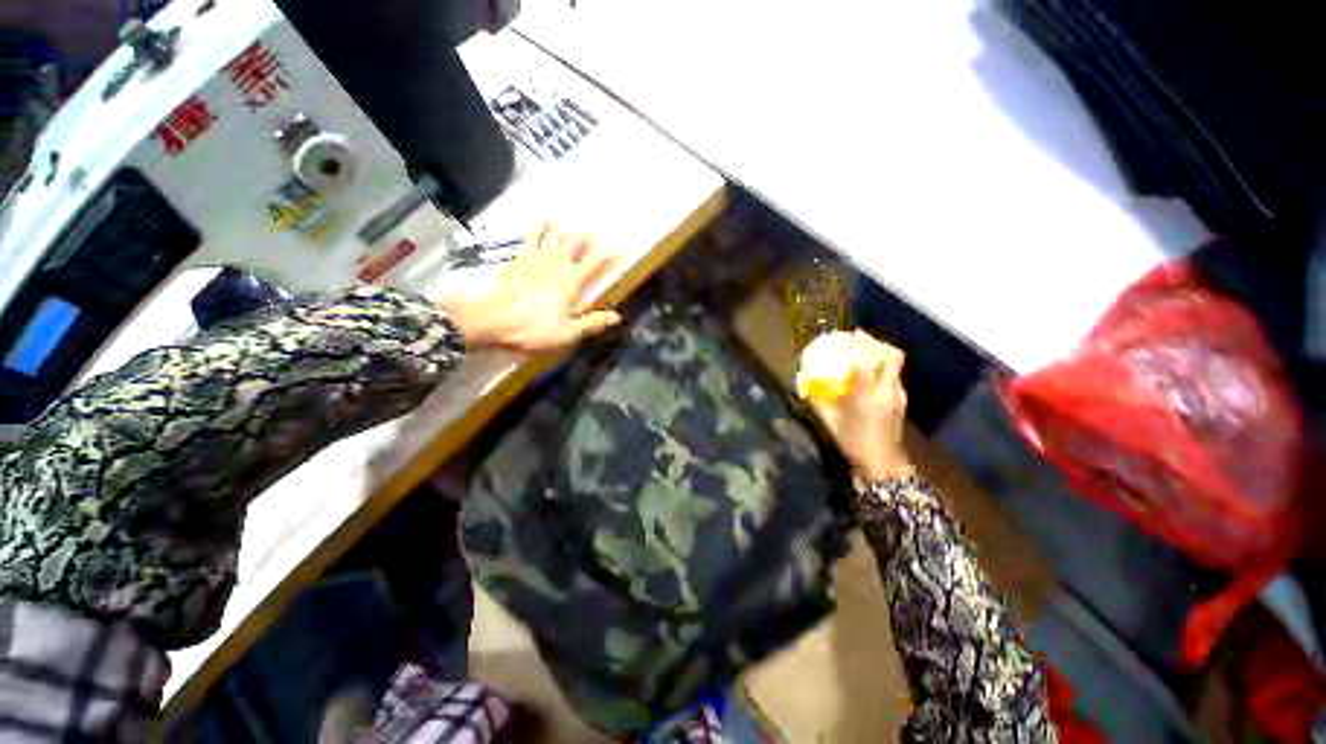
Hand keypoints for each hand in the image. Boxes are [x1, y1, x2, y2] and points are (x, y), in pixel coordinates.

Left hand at [440, 223, 622, 352]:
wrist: (493, 322)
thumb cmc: (534, 330)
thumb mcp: (568, 333)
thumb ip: (593, 322)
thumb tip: (617, 317)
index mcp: (572, 281)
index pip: (596, 261)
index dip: (610, 253)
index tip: (622, 246)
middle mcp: (557, 263)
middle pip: (577, 242)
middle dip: (590, 237)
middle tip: (599, 236)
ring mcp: (537, 257)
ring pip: (556, 235)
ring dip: (569, 230)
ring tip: (577, 228)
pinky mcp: (520, 258)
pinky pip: (531, 235)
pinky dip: (539, 225)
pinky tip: (544, 218)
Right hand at [809, 331, 913, 481]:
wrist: (882, 464)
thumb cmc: (853, 441)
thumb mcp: (829, 421)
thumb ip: (816, 401)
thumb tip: (802, 386)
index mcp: (867, 392)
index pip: (865, 359)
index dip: (857, 343)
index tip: (847, 335)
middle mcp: (887, 388)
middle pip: (891, 355)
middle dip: (876, 343)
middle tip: (859, 339)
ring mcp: (898, 394)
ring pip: (895, 364)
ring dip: (881, 354)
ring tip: (864, 353)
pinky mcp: (901, 401)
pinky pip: (894, 375)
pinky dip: (883, 368)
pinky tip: (869, 376)